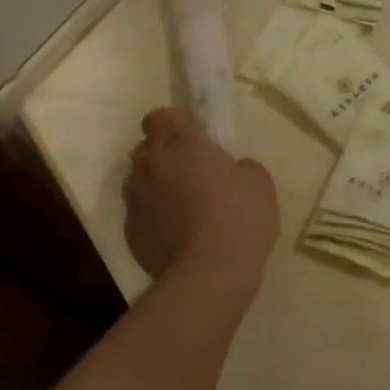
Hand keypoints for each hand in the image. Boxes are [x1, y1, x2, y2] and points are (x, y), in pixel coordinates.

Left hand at [122, 108, 278, 290]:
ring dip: (157, 186)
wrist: (209, 273)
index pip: (160, 116)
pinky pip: (141, 215)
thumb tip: (232, 170)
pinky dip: (155, 218)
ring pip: (140, 182)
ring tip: (183, 207)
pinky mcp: (130, 233)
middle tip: (193, 172)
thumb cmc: (239, 217)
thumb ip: (241, 166)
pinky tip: (178, 235)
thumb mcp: (259, 181)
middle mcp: (149, 165)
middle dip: (165, 155)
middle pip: (147, 148)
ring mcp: (135, 200)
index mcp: (179, 142)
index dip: (176, 124)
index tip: (196, 138)